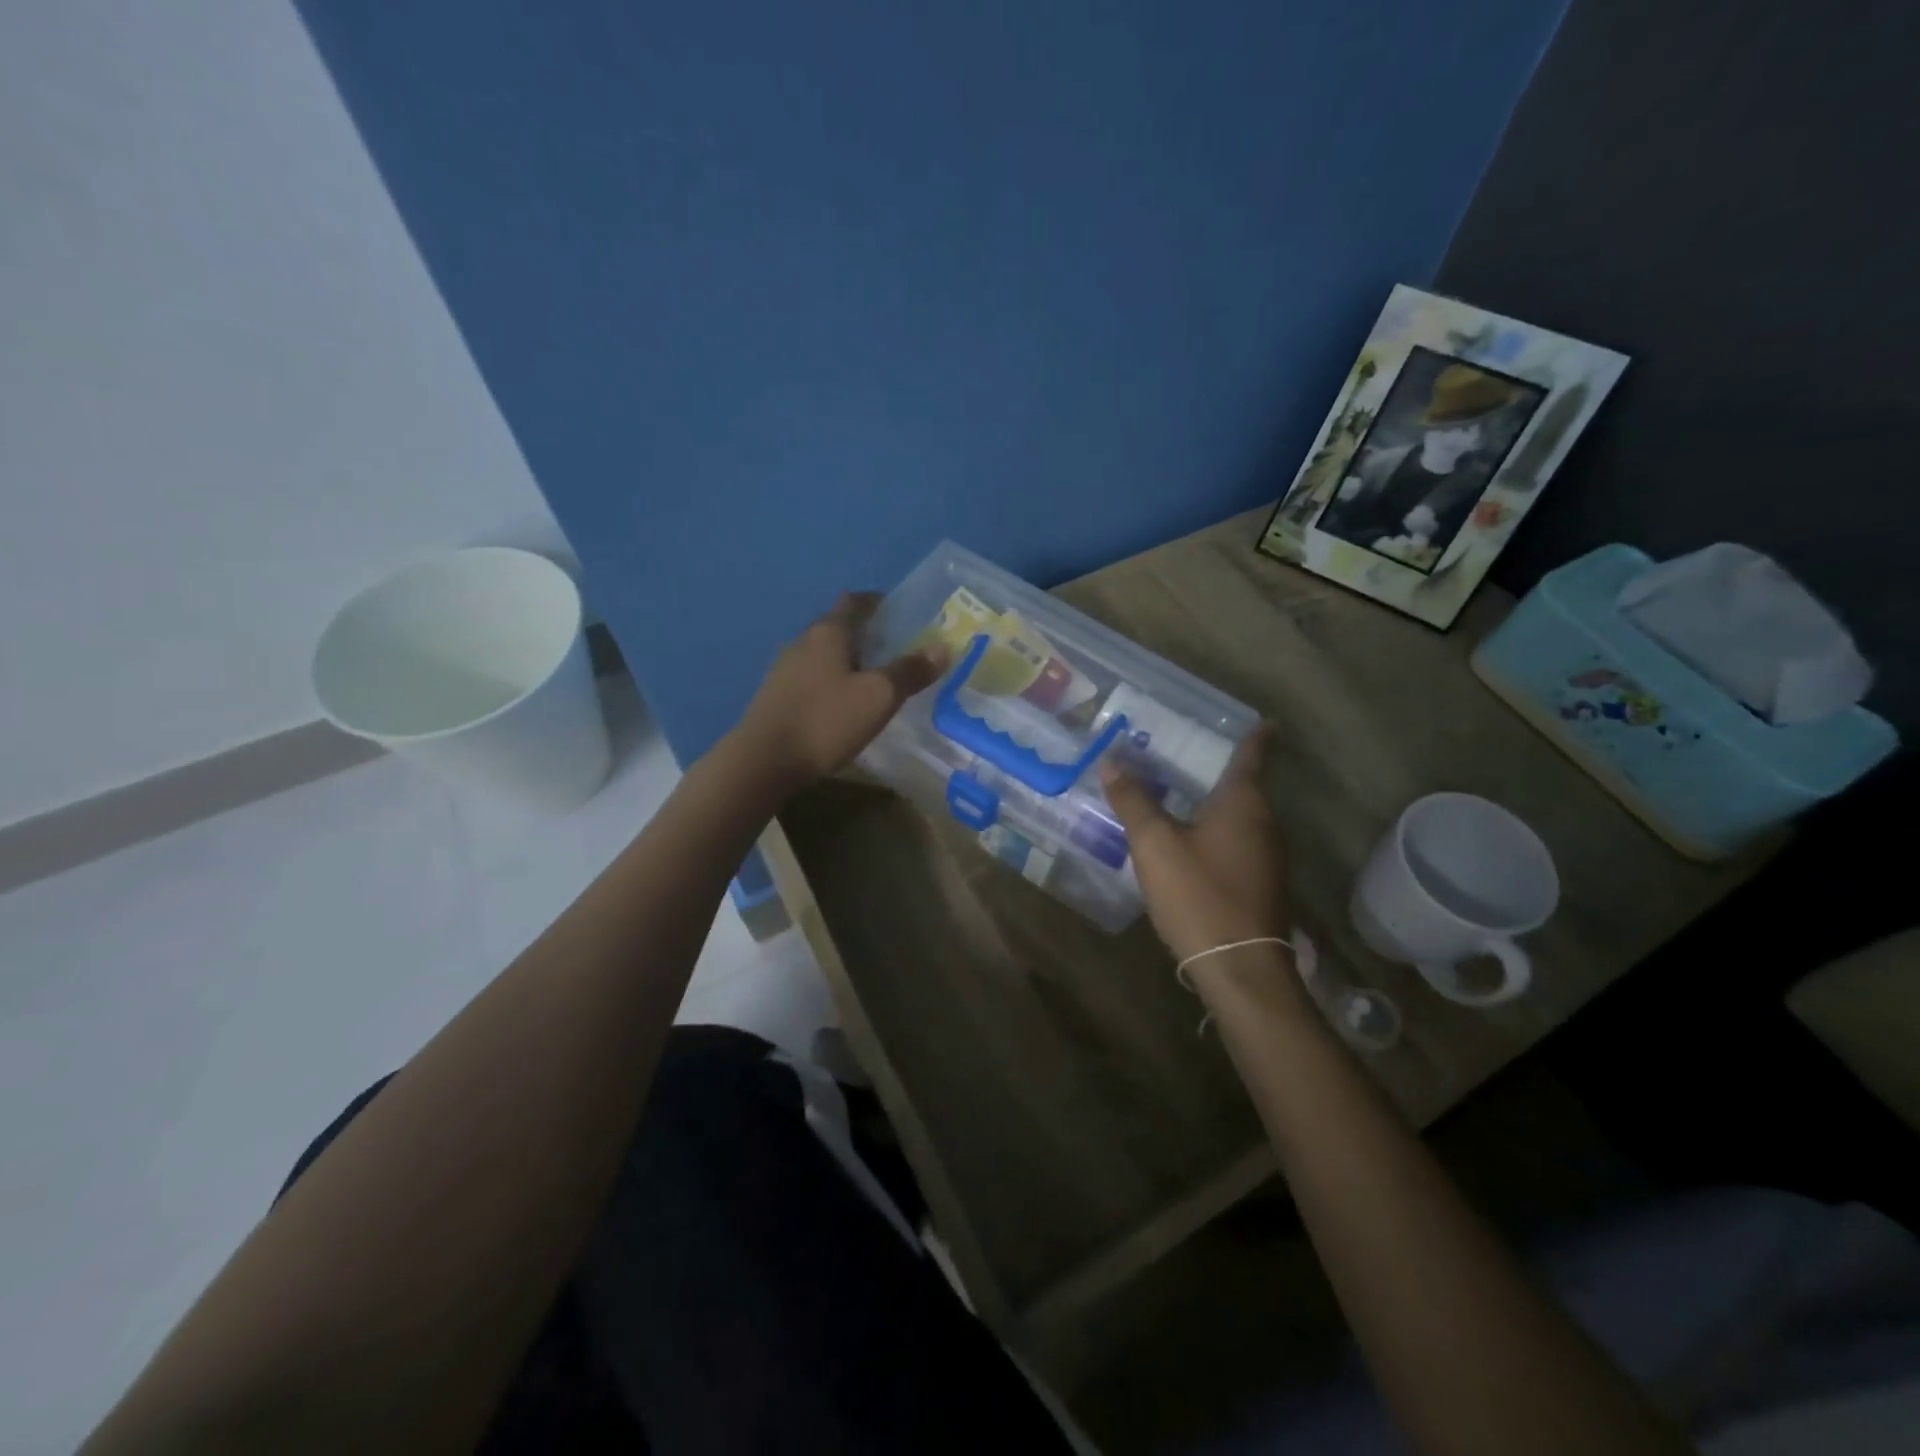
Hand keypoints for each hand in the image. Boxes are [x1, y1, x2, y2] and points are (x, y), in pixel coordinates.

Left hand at [734, 592, 945, 793]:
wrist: (765, 760)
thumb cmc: (826, 720)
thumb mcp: (878, 697)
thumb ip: (910, 671)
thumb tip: (943, 648)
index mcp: (828, 632)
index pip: (855, 602)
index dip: (877, 602)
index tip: (900, 612)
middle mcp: (802, 642)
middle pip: (838, 627)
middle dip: (865, 633)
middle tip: (895, 648)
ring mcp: (784, 669)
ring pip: (822, 654)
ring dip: (847, 659)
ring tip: (872, 678)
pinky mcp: (775, 695)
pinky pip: (811, 677)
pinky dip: (831, 681)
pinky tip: (842, 703)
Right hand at [1100, 724, 1290, 965]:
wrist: (1240, 968)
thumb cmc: (1199, 895)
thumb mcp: (1155, 844)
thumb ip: (1133, 801)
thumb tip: (1111, 761)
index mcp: (1245, 804)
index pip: (1253, 756)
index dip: (1256, 736)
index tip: (1263, 719)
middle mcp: (1266, 824)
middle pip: (1247, 786)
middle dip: (1222, 769)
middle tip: (1189, 753)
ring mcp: (1269, 858)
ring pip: (1243, 818)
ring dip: (1218, 804)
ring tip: (1184, 793)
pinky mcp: (1263, 885)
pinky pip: (1240, 843)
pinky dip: (1219, 832)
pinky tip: (1193, 842)